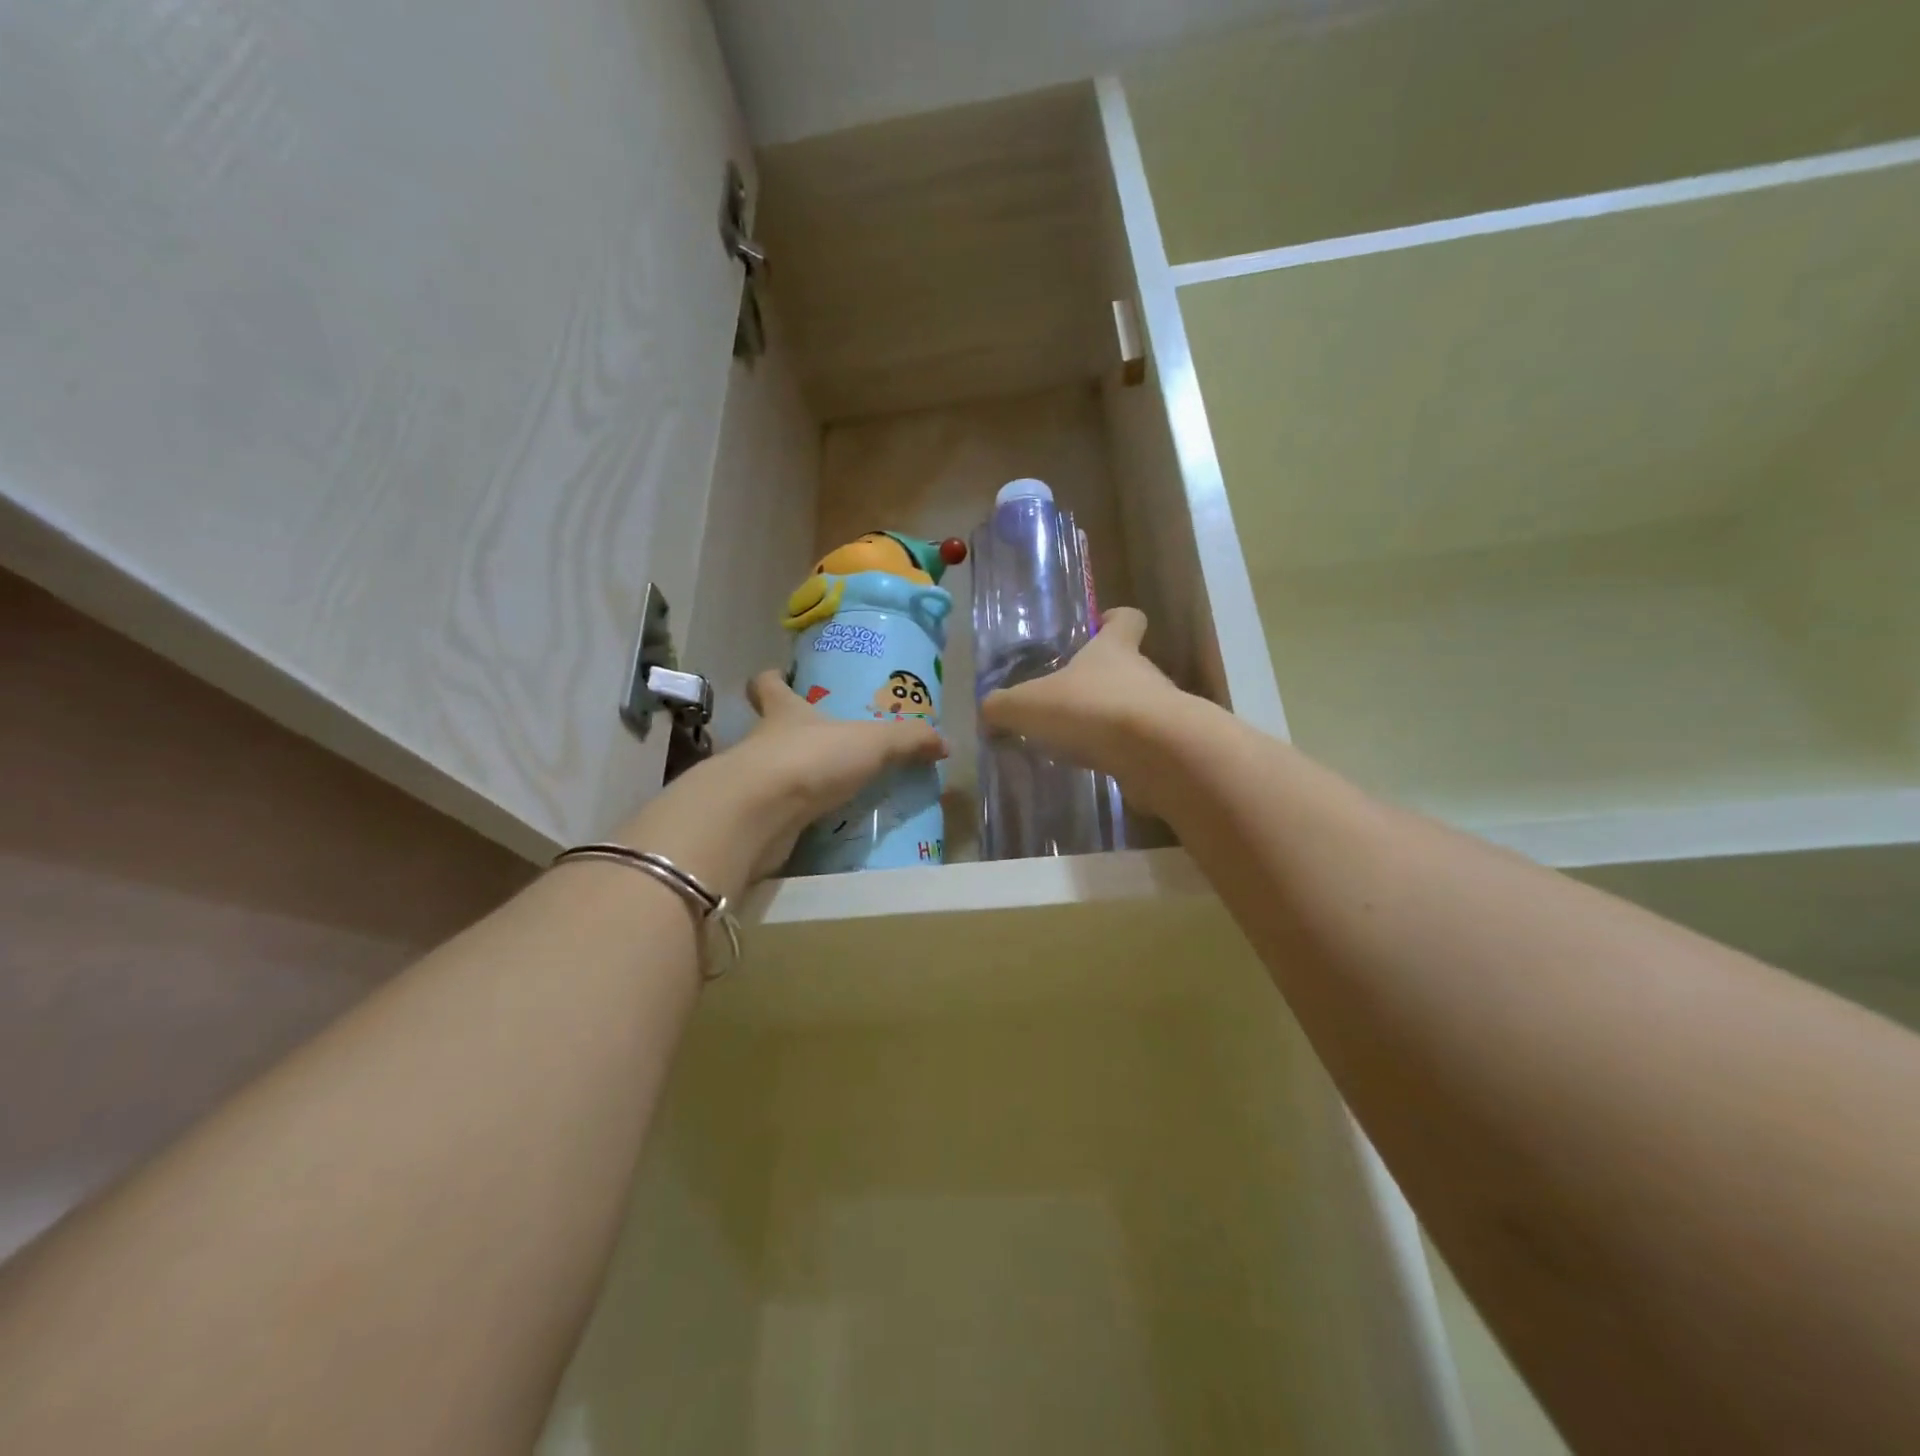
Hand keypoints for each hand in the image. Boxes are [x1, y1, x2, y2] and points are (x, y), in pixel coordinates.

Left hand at [616, 670, 945, 896]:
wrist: (758, 815)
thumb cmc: (810, 759)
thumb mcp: (872, 743)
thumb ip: (909, 740)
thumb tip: (944, 742)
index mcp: (784, 711)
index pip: (766, 685)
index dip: (772, 679)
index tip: (780, 677)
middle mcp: (761, 741)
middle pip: (769, 729)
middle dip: (791, 734)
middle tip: (824, 742)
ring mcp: (752, 782)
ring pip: (772, 772)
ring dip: (794, 778)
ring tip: (829, 789)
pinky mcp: (751, 819)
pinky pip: (775, 812)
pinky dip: (793, 817)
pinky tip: (818, 825)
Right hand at [980, 608, 1185, 792]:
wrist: (1157, 754)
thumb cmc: (1090, 710)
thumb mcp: (1027, 706)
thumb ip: (1002, 708)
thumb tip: (989, 715)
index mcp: (1113, 650)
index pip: (1126, 619)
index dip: (1114, 619)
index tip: (1101, 625)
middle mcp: (1143, 674)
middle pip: (1128, 667)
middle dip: (1101, 683)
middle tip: (1068, 703)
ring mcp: (1162, 712)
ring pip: (1135, 708)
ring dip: (1110, 722)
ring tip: (1078, 744)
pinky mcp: (1170, 748)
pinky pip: (1142, 746)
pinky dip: (1122, 755)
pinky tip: (1097, 769)